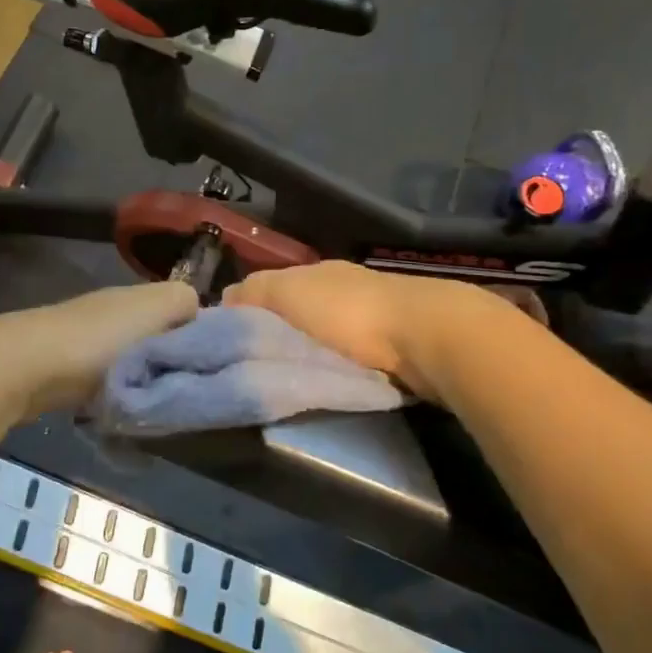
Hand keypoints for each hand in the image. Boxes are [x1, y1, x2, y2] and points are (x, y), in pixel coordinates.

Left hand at [0, 281, 200, 419]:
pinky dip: (118, 396)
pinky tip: (124, 412)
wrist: (26, 367)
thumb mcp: (155, 309)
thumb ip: (184, 303)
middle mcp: (114, 312)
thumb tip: (199, 316)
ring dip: (146, 383)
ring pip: (134, 363)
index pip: (184, 310)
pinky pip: (108, 383)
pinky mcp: (67, 370)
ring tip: (158, 407)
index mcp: (138, 296)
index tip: (214, 367)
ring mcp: (88, 341)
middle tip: (187, 393)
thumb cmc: (99, 340)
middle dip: (174, 365)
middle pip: (159, 338)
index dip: (202, 335)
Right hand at [224, 262, 469, 397]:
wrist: (426, 336)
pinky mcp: (394, 346)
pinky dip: (338, 366)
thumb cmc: (348, 311)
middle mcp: (343, 288)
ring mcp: (371, 316)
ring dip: (309, 352)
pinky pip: (351, 355)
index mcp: (316, 272)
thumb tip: (225, 300)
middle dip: (279, 335)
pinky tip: (329, 380)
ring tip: (289, 380)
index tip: (230, 343)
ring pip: (325, 334)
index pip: (270, 288)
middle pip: (298, 312)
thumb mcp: (287, 293)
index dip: (248, 312)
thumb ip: (254, 292)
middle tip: (256, 368)